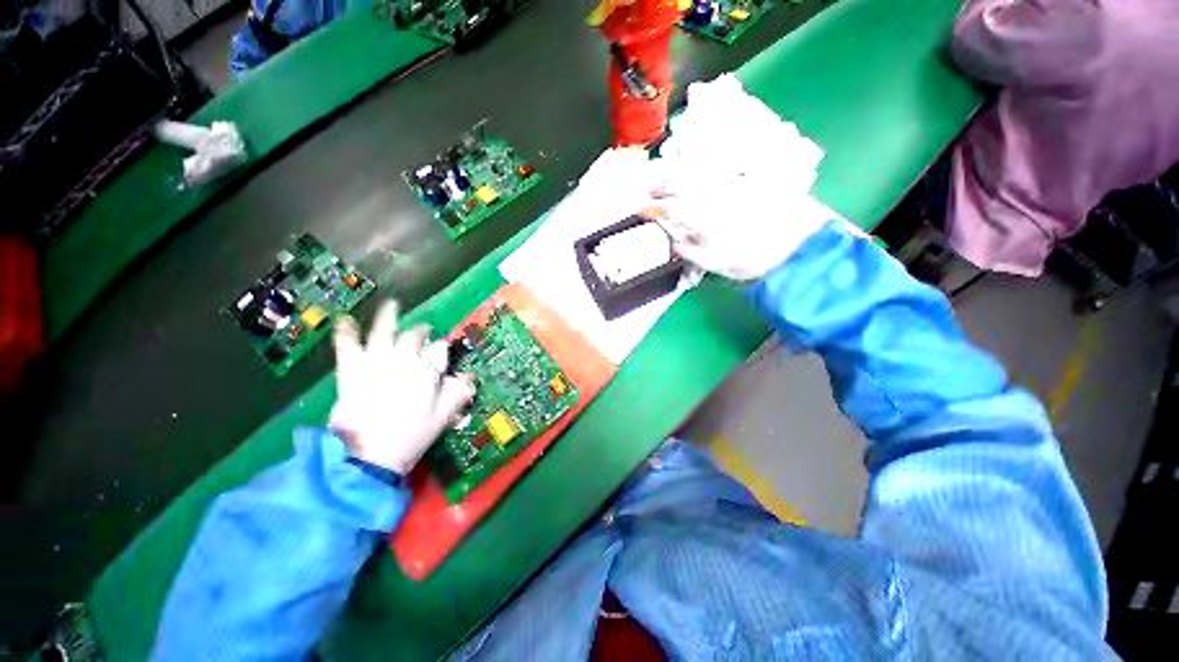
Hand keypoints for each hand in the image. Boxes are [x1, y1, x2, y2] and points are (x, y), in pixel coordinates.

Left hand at [328, 300, 473, 475]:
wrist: (369, 454)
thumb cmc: (412, 435)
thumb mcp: (444, 416)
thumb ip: (459, 393)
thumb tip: (470, 378)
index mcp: (429, 369)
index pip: (440, 349)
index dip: (442, 350)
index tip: (442, 353)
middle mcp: (405, 358)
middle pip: (416, 336)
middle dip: (421, 333)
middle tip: (423, 332)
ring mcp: (377, 359)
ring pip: (385, 330)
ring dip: (389, 316)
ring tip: (392, 304)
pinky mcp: (352, 368)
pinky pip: (347, 344)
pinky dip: (345, 331)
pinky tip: (344, 319)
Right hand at [647, 184, 841, 281]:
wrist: (795, 244)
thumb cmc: (752, 258)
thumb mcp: (714, 262)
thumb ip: (689, 251)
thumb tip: (673, 243)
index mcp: (703, 215)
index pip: (672, 207)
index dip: (654, 208)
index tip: (642, 209)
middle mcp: (714, 194)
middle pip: (682, 184)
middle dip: (663, 186)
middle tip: (651, 191)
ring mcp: (730, 185)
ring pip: (698, 174)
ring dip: (678, 176)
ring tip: (668, 181)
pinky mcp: (745, 182)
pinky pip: (715, 173)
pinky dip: (699, 174)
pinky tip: (696, 178)